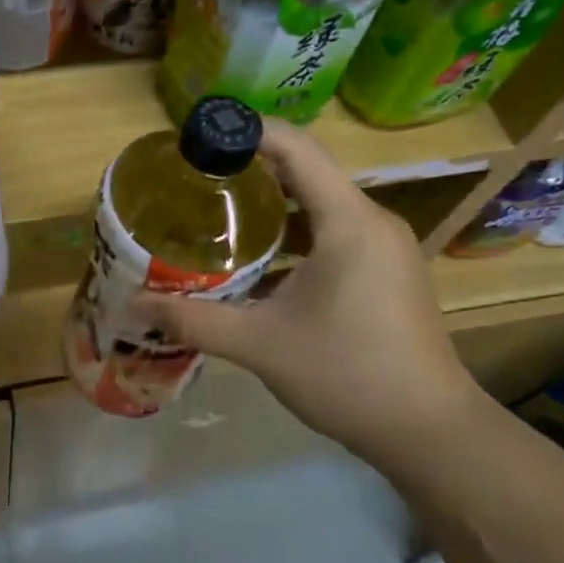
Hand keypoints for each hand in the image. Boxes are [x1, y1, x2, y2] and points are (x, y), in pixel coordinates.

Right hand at [138, 119, 481, 453]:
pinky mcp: (385, 272)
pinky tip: (256, 258)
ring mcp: (383, 248)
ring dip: (271, 203)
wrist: (428, 432)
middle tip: (195, 175)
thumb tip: (135, 304)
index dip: (247, 130)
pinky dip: (293, 233)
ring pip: (319, 204)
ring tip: (216, 210)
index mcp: (348, 223)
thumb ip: (194, 320)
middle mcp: (371, 223)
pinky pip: (332, 232)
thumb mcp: (260, 345)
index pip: (296, 148)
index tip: (199, 134)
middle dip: (250, 166)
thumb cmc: (347, 374)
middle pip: (307, 170)